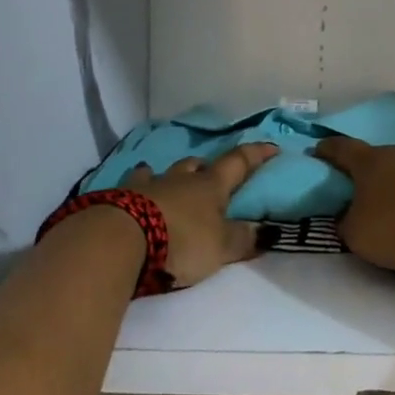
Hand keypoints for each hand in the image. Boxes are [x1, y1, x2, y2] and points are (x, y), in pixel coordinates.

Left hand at [127, 143, 277, 288]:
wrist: (122, 238)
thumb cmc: (181, 240)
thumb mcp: (220, 247)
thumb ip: (244, 239)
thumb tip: (270, 230)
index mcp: (210, 186)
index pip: (238, 163)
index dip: (256, 155)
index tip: (271, 147)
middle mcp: (181, 178)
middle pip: (197, 165)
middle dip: (207, 167)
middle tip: (211, 174)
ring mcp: (149, 184)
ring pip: (166, 171)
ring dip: (173, 175)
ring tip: (172, 181)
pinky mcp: (122, 196)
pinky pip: (135, 183)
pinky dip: (141, 185)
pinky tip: (136, 188)